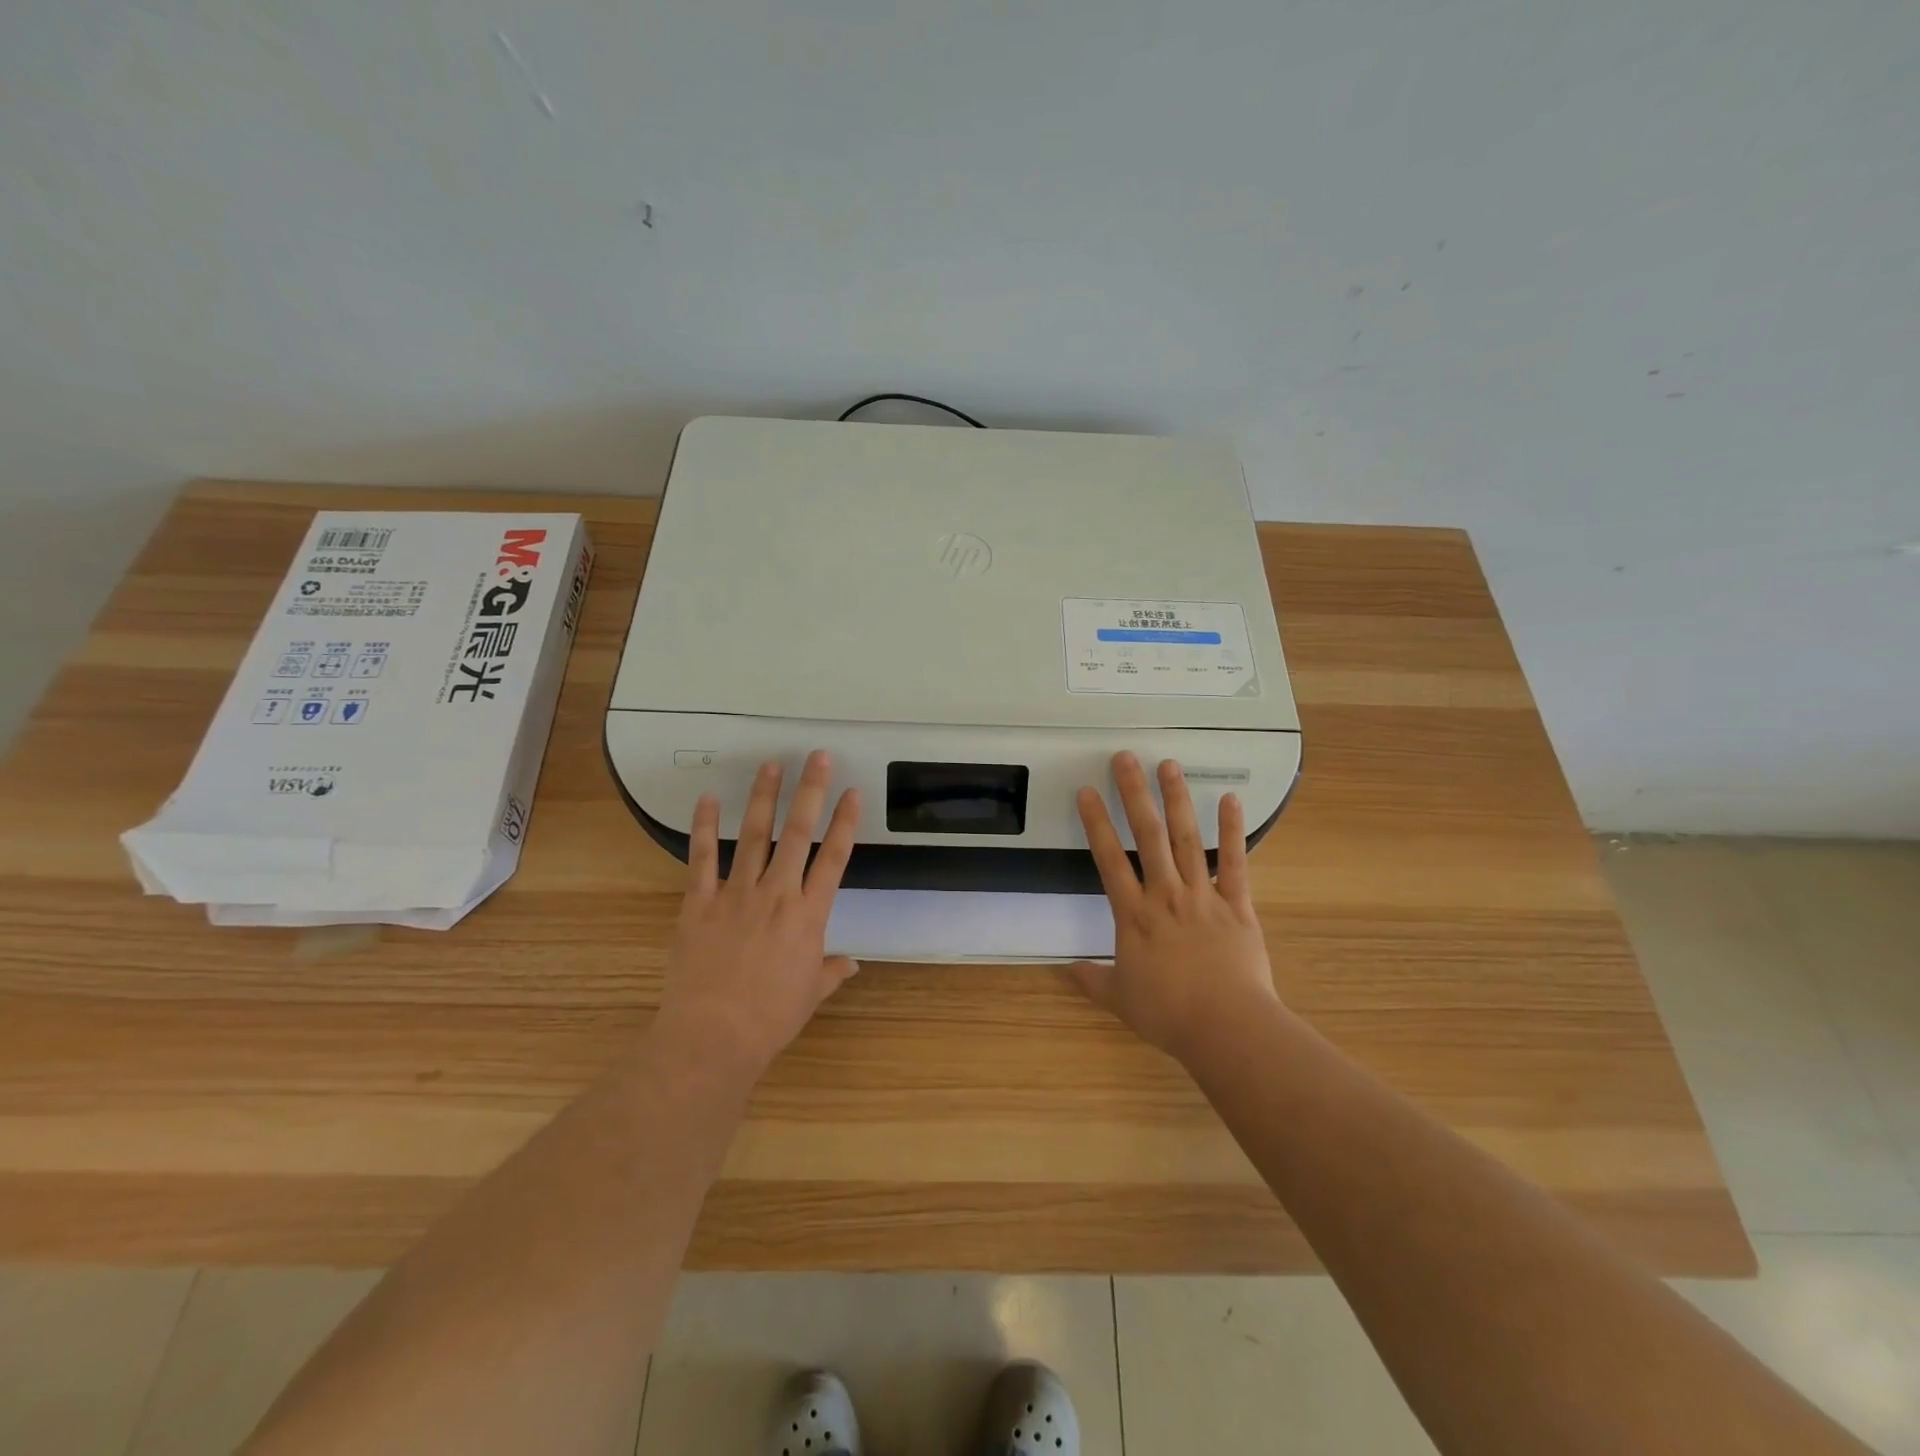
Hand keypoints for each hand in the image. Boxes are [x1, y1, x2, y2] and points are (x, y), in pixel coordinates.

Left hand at [653, 750, 860, 1082]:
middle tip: (817, 756)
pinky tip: (709, 798)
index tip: (852, 793)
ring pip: (755, 835)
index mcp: (809, 915)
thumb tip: (851, 963)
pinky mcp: (700, 902)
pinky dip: (705, 827)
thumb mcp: (809, 995)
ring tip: (771, 765)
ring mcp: (737, 894)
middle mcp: (777, 894)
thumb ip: (830, 971)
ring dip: (764, 797)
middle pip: (798, 833)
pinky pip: (702, 858)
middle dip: (810, 791)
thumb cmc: (770, 1018)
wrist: (713, 1035)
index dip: (845, 822)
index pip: (834, 858)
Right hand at [1067, 753, 1280, 1059]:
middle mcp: (1166, 894)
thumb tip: (1063, 970)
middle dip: (1134, 793)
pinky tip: (1231, 799)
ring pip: (1187, 839)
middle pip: (1148, 835)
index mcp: (1134, 914)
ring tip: (1168, 765)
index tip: (1087, 791)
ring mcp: (1203, 895)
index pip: (1109, 859)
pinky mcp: (1237, 904)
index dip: (1096, 823)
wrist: (1226, 1027)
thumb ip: (1092, 979)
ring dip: (1177, 800)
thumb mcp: (1121, 999)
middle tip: (1125, 758)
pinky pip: (1236, 862)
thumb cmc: (1169, 1013)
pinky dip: (1233, 830)